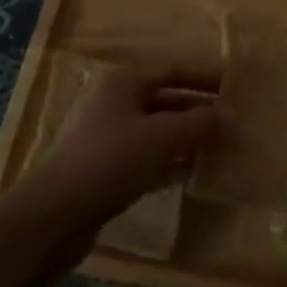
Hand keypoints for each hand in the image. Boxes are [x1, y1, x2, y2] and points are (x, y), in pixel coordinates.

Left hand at [22, 67, 218, 235]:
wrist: (54, 216)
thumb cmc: (111, 160)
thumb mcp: (163, 137)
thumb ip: (198, 123)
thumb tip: (225, 115)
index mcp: (123, 83)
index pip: (171, 70)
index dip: (202, 76)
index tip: (232, 85)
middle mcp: (113, 104)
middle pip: (164, 100)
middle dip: (196, 109)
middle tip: (230, 120)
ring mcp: (106, 138)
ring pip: (155, 131)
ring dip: (185, 138)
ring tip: (217, 147)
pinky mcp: (103, 171)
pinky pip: (145, 158)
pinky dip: (168, 162)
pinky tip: (190, 174)